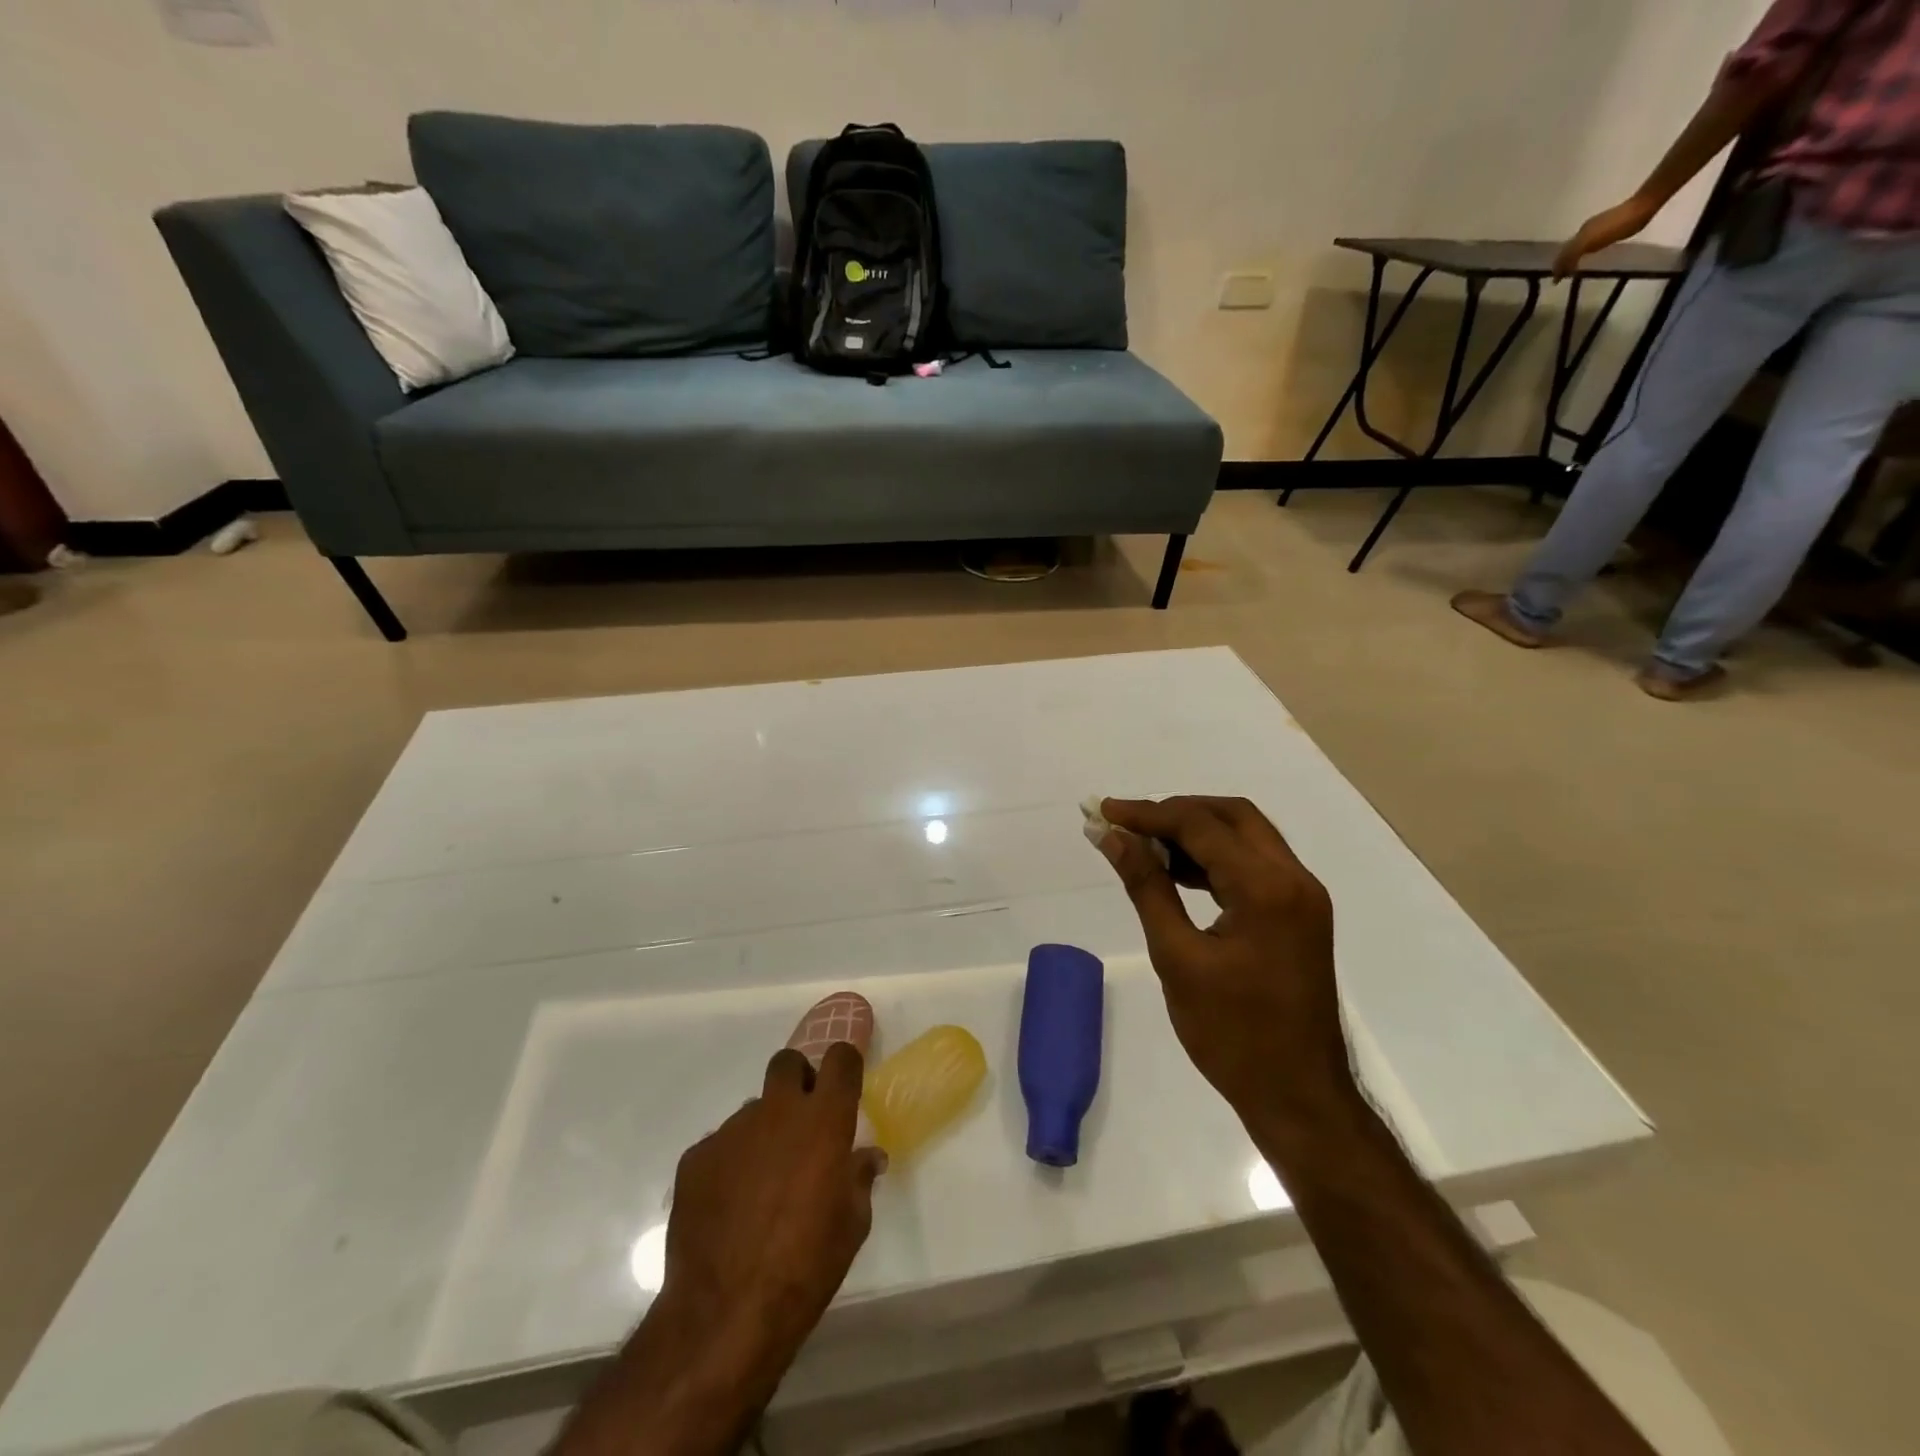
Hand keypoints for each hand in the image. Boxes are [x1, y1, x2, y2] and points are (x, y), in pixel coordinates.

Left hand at [663, 1044, 885, 1377]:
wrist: (724, 1314)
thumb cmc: (805, 1267)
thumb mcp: (852, 1226)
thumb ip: (858, 1178)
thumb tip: (866, 1158)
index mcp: (823, 1121)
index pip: (840, 1059)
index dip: (845, 1066)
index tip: (845, 1086)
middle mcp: (777, 1112)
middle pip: (787, 1063)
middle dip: (798, 1080)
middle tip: (802, 1122)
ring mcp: (732, 1131)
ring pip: (753, 1110)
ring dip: (764, 1133)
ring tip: (762, 1184)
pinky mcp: (696, 1157)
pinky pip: (721, 1145)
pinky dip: (731, 1165)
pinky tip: (730, 1207)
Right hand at [1096, 797, 1351, 1130]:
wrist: (1299, 1097)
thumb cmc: (1233, 1034)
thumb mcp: (1178, 958)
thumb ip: (1146, 887)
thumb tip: (1111, 837)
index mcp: (1267, 888)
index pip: (1201, 826)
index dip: (1148, 813)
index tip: (1104, 811)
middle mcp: (1294, 879)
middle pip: (1232, 816)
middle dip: (1176, 812)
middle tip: (1128, 823)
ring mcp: (1302, 897)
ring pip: (1246, 837)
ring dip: (1196, 832)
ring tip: (1144, 846)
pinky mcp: (1299, 915)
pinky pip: (1254, 866)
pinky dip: (1215, 858)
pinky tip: (1177, 873)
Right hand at [1552, 195, 1659, 278]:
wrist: (1644, 206)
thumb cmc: (1618, 226)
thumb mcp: (1590, 241)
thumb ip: (1572, 254)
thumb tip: (1558, 269)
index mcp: (1580, 233)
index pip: (1563, 253)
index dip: (1558, 267)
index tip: (1556, 281)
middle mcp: (1586, 229)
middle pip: (1569, 249)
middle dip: (1562, 262)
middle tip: (1561, 276)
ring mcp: (1599, 225)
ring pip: (1579, 245)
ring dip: (1573, 257)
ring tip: (1572, 268)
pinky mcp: (1612, 224)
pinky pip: (1592, 241)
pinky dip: (1585, 251)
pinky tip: (1590, 254)